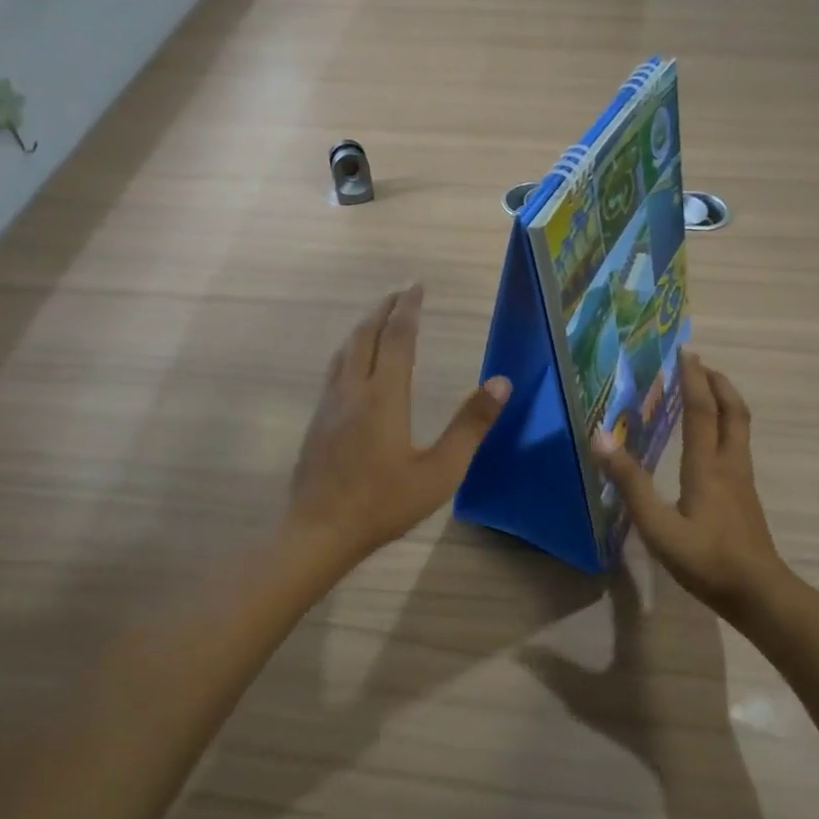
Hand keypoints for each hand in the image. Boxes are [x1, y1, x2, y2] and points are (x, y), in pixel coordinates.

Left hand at [285, 284, 511, 577]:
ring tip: (378, 318)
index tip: (417, 286)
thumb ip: (471, 426)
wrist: (319, 532)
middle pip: (365, 335)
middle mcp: (353, 390)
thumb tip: (501, 383)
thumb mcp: (440, 471)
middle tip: (400, 293)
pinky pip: (335, 369)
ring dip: (364, 326)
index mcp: (384, 396)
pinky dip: (350, 349)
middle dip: (383, 309)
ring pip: (345, 350)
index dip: (408, 308)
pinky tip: (353, 363)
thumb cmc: (384, 504)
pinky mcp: (317, 420)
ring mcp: (329, 404)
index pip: (397, 337)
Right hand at [593, 350, 789, 623]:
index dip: (693, 379)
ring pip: (740, 428)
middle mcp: (729, 464)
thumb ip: (630, 483)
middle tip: (700, 365)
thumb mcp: (658, 525)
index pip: (701, 410)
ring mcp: (742, 480)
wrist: (758, 592)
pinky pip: (738, 445)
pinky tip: (712, 442)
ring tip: (708, 392)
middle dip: (718, 383)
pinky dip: (726, 426)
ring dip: (726, 402)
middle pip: (733, 411)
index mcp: (707, 466)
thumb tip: (600, 438)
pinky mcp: (746, 496)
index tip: (686, 352)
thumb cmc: (705, 559)